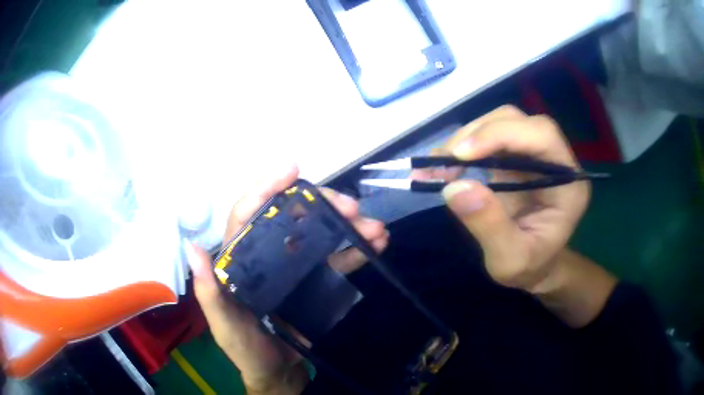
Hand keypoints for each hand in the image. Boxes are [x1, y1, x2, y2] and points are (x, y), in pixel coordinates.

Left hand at [185, 164, 387, 394]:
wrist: (278, 373)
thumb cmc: (246, 350)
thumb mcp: (225, 325)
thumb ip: (209, 292)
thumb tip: (193, 247)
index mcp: (240, 261)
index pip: (248, 215)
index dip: (266, 189)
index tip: (292, 169)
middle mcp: (266, 256)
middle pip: (291, 218)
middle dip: (321, 206)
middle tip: (351, 205)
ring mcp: (293, 267)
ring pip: (319, 235)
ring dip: (348, 226)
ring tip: (375, 227)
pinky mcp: (315, 281)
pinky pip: (336, 259)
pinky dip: (358, 249)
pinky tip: (378, 244)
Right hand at [415, 106, 589, 292]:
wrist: (534, 268)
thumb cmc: (529, 267)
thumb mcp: (510, 260)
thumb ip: (489, 226)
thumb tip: (454, 187)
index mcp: (568, 181)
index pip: (542, 135)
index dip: (503, 134)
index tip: (462, 154)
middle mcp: (554, 159)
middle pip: (518, 121)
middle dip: (478, 134)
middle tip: (444, 162)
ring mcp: (533, 154)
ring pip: (500, 122)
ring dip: (466, 138)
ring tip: (438, 166)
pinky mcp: (514, 157)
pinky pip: (488, 137)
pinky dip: (462, 147)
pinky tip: (442, 164)